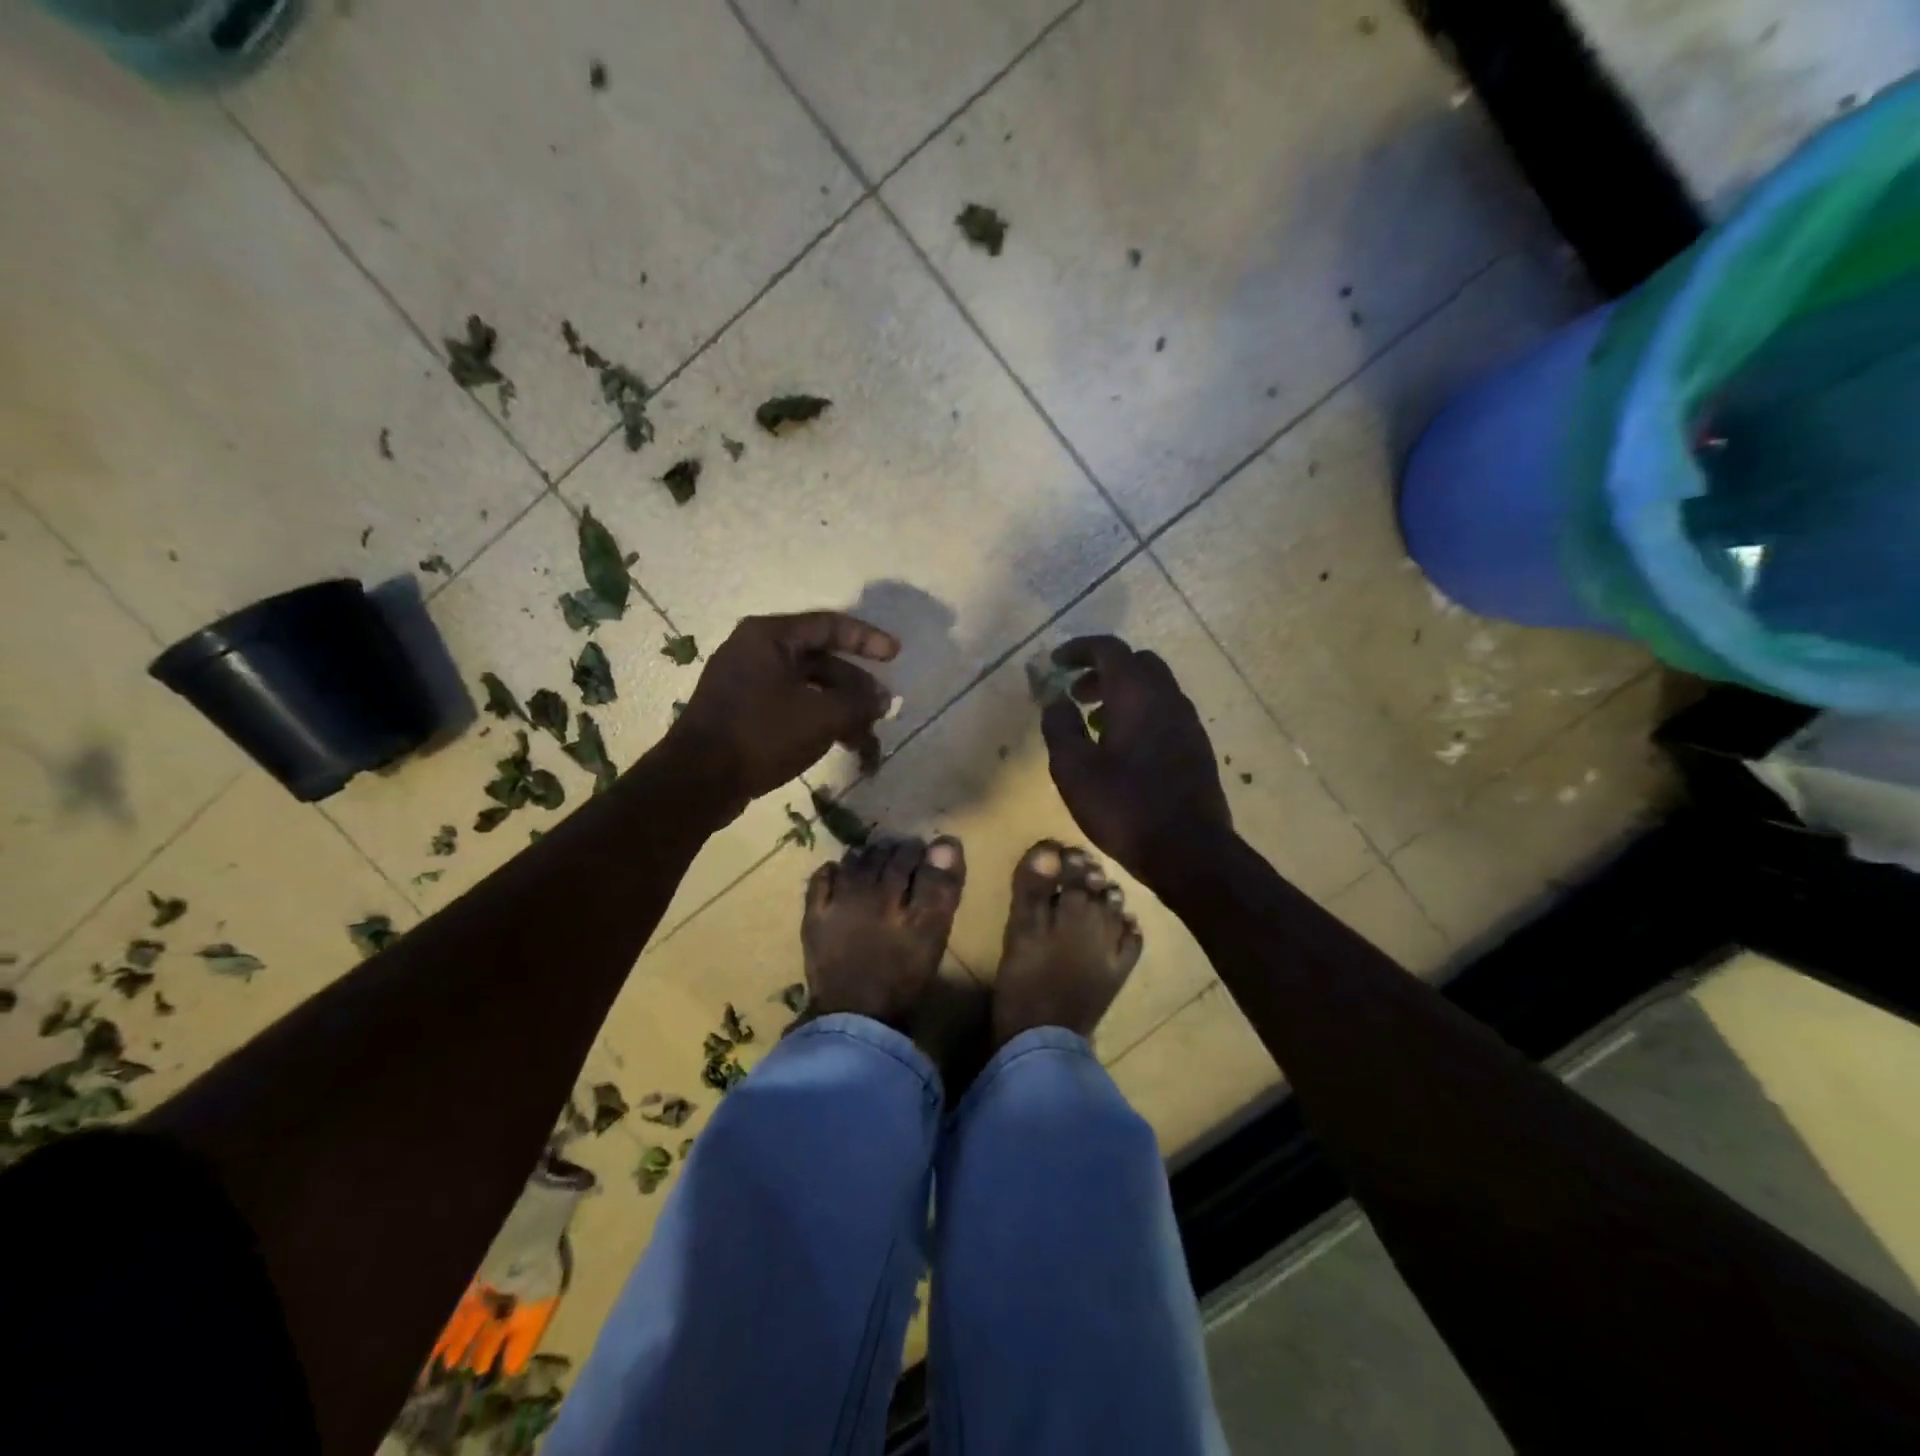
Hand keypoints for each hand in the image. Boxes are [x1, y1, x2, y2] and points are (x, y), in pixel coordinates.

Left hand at [667, 610, 898, 808]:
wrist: (698, 781)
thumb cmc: (761, 734)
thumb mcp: (821, 716)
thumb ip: (859, 703)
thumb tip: (882, 699)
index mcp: (769, 636)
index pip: (829, 625)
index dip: (867, 638)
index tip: (895, 654)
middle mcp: (755, 651)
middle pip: (820, 660)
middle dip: (855, 687)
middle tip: (881, 709)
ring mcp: (745, 683)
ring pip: (807, 688)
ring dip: (840, 710)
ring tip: (865, 740)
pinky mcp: (742, 713)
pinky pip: (790, 706)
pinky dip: (817, 720)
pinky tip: (838, 744)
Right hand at [1040, 636, 1232, 887]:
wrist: (1189, 850)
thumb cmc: (1124, 805)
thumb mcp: (1074, 768)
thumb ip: (1059, 725)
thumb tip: (1054, 697)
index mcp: (1137, 693)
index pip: (1109, 648)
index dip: (1079, 649)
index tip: (1055, 663)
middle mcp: (1168, 697)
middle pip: (1136, 663)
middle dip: (1102, 670)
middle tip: (1076, 693)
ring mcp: (1187, 722)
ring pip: (1153, 688)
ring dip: (1121, 693)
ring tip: (1092, 723)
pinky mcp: (1196, 747)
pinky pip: (1164, 712)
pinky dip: (1139, 713)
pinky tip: (1120, 749)